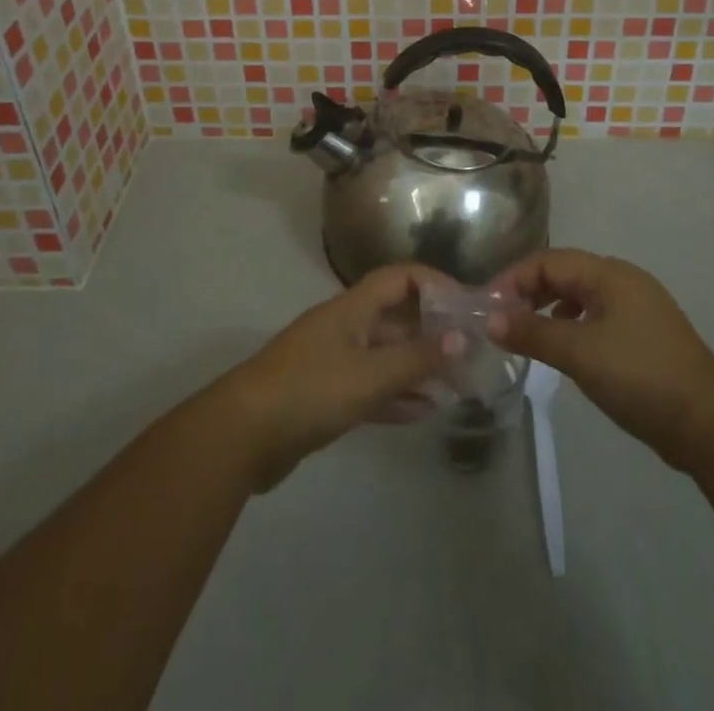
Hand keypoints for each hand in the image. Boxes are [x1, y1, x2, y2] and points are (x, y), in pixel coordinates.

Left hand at [215, 264, 459, 490]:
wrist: (242, 435)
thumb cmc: (311, 390)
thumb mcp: (370, 373)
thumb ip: (417, 357)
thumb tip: (461, 336)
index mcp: (353, 308)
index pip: (400, 278)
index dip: (434, 283)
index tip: (467, 305)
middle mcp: (346, 326)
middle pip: (396, 318)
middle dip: (433, 332)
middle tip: (471, 354)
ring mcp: (334, 361)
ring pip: (386, 355)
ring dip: (419, 367)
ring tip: (457, 385)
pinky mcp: (327, 395)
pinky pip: (372, 387)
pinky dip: (398, 395)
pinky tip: (426, 411)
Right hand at [488, 249, 713, 470]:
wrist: (708, 424)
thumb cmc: (640, 376)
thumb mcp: (579, 353)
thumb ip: (532, 333)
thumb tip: (490, 320)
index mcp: (610, 274)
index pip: (550, 260)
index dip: (515, 278)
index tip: (488, 306)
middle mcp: (623, 281)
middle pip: (564, 273)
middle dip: (529, 291)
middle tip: (501, 320)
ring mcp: (636, 308)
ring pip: (580, 296)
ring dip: (548, 309)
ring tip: (525, 334)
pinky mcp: (642, 336)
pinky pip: (595, 317)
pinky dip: (570, 325)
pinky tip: (562, 348)